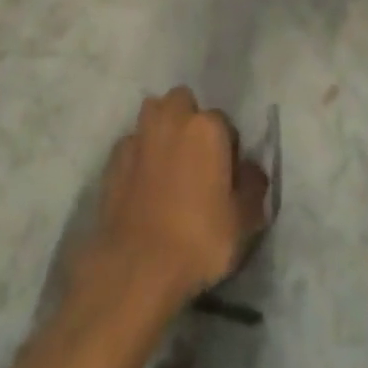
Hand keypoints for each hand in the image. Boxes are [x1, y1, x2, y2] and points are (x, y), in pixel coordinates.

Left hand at [85, 88, 269, 304]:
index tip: (226, 176)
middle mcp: (172, 118)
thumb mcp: (244, 221)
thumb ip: (253, 186)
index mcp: (207, 127)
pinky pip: (133, 143)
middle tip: (195, 160)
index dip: (228, 149)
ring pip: (154, 114)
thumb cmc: (199, 239)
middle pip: (183, 102)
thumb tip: (250, 169)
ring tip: (168, 165)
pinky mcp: (114, 157)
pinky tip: (143, 183)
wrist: (137, 265)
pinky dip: (140, 154)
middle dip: (190, 121)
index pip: (225, 123)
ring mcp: (139, 135)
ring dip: (163, 129)